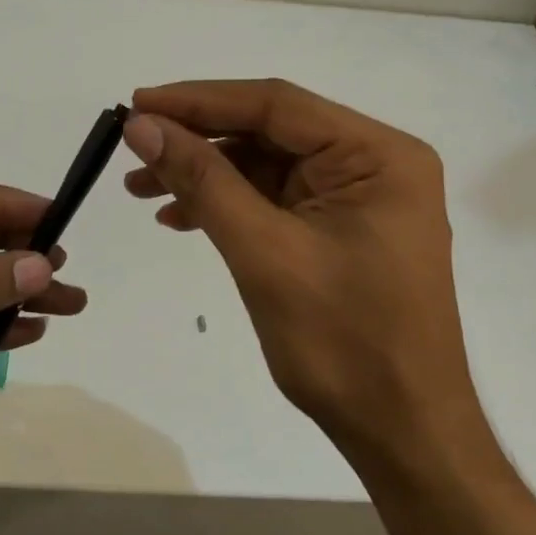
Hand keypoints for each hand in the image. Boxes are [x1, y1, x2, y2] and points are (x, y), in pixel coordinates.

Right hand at [122, 79, 535, 534]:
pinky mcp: (340, 229)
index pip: (275, 105)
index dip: (199, 100)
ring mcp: (358, 198)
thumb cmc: (344, 343)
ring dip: (205, 174)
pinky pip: (274, 199)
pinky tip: (180, 217)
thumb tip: (142, 126)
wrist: (402, 433)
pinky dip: (227, 204)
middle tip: (133, 147)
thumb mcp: (264, 253)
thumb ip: (203, 181)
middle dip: (198, 140)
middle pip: (269, 131)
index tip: (136, 104)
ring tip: (141, 187)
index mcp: (377, 155)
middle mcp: (374, 163)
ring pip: (265, 165)